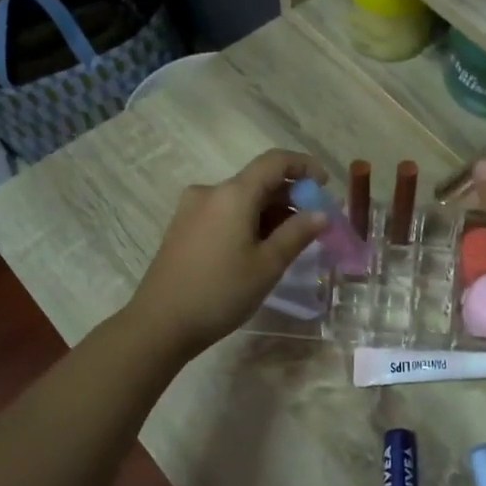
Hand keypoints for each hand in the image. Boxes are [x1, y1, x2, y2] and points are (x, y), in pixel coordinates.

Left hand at [127, 149, 328, 358]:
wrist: (160, 323)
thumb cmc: (221, 292)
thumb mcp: (268, 265)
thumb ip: (297, 233)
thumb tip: (321, 214)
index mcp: (233, 194)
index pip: (275, 161)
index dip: (304, 166)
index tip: (325, 185)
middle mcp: (210, 192)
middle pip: (258, 180)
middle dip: (290, 195)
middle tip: (314, 222)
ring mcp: (192, 209)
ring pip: (241, 199)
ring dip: (269, 211)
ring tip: (290, 240)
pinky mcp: (183, 228)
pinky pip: (224, 212)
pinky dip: (248, 220)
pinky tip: (259, 247)